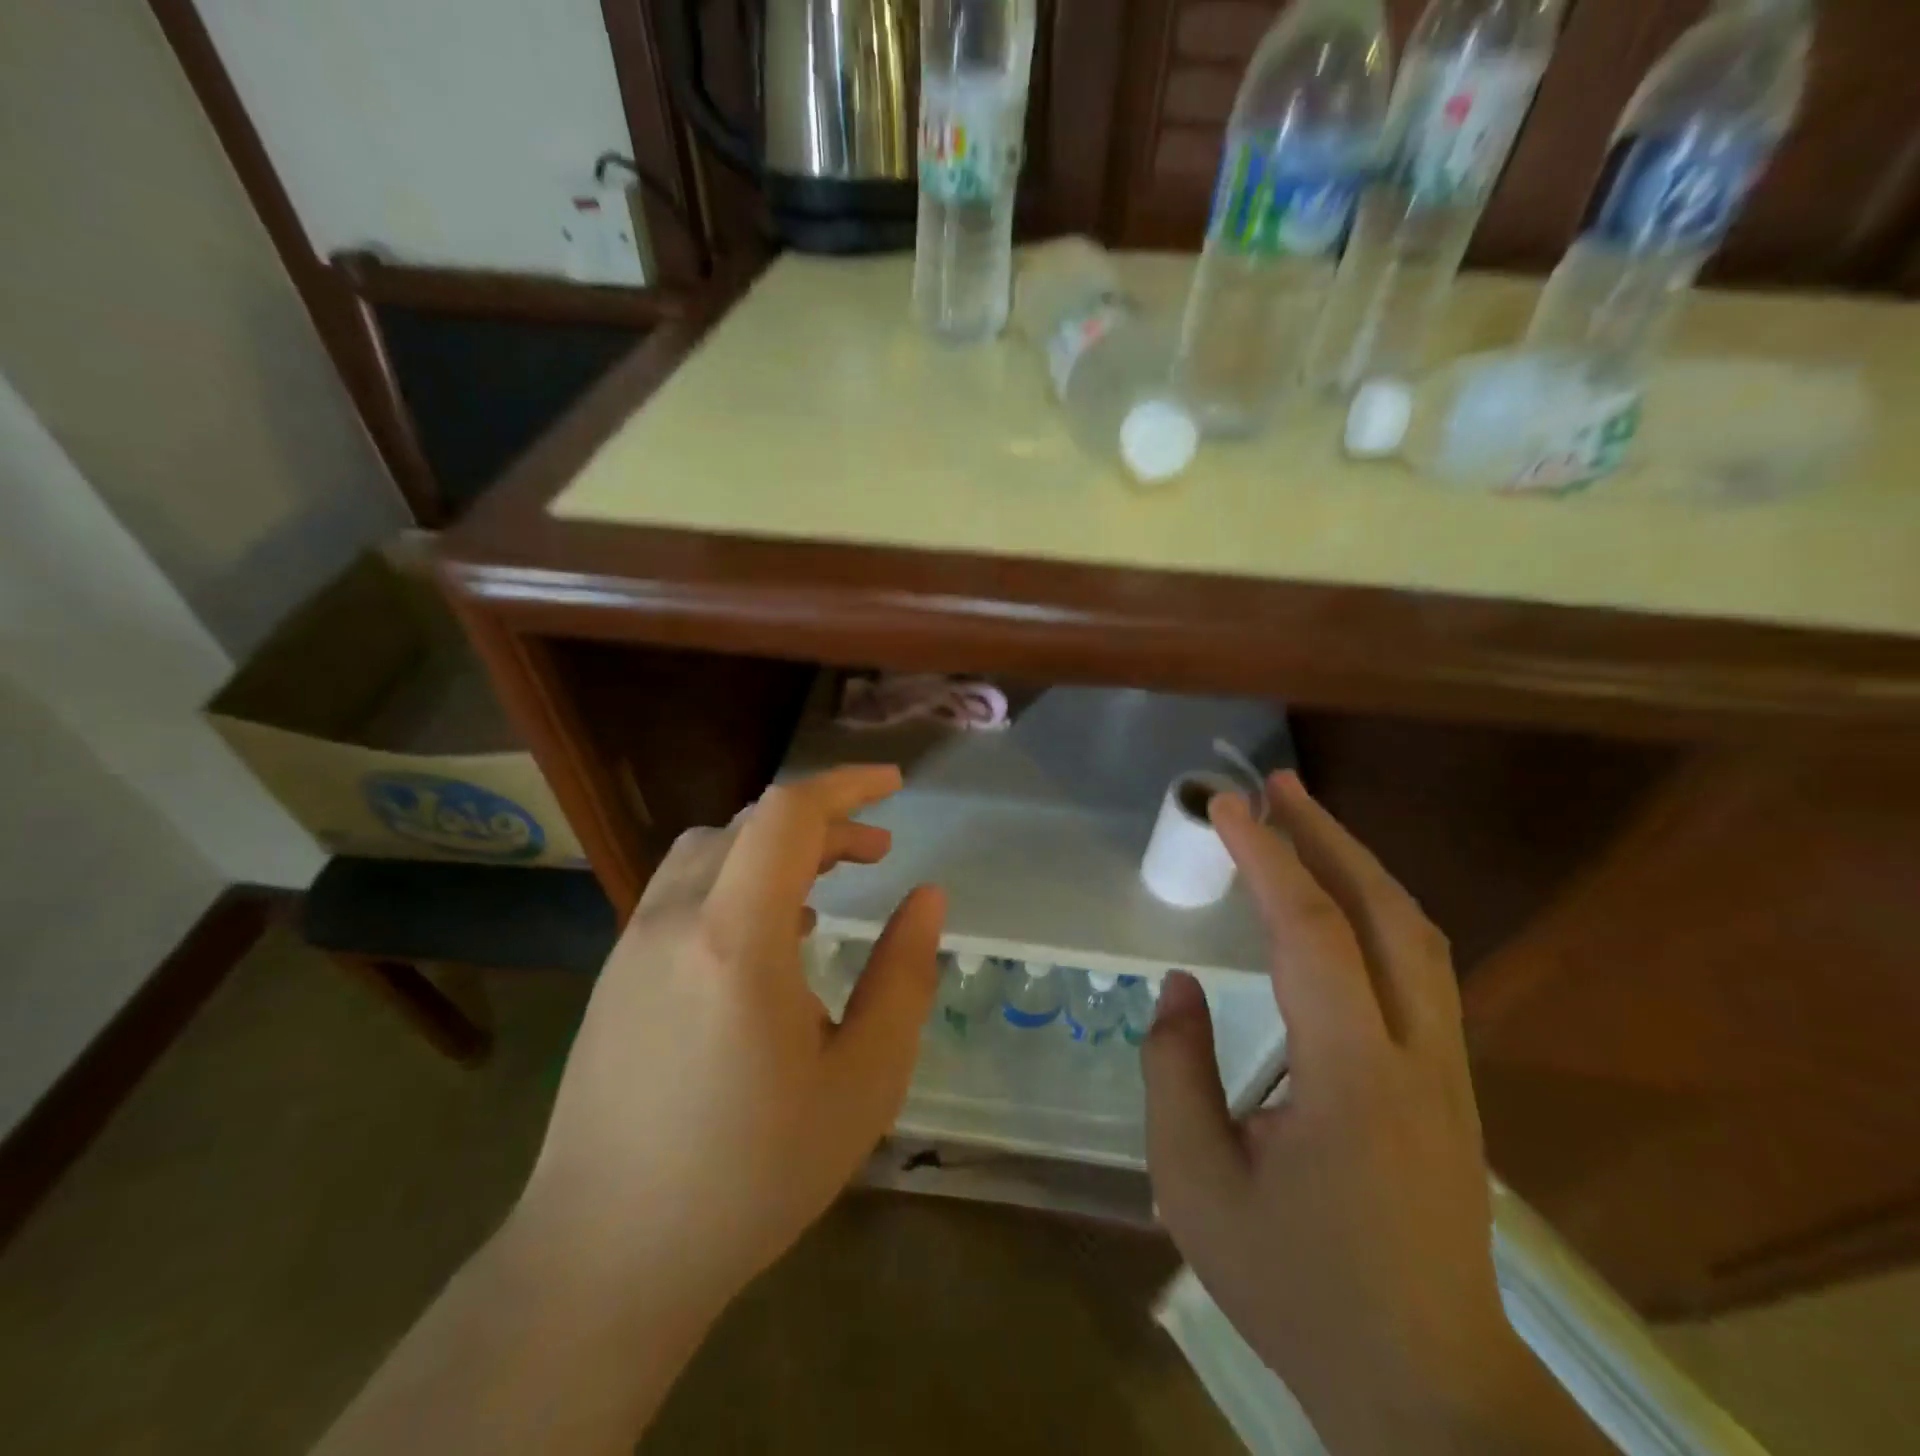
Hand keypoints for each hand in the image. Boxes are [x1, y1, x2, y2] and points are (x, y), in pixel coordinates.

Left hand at [516, 766, 945, 1317]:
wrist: (605, 1258)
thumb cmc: (751, 1174)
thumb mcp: (862, 1081)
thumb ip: (903, 977)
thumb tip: (927, 898)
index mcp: (736, 938)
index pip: (788, 814)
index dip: (846, 786)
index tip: (894, 788)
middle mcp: (674, 919)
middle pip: (753, 823)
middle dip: (824, 822)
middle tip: (877, 854)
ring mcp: (633, 943)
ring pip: (711, 849)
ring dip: (775, 847)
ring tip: (822, 889)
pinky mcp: (615, 972)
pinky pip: (682, 888)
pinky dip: (737, 877)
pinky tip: (765, 938)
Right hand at [1143, 773, 1582, 1454]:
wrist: (1428, 1391)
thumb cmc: (1298, 1289)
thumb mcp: (1196, 1186)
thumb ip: (1175, 1072)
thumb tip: (1181, 987)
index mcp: (1353, 1077)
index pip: (1311, 933)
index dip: (1266, 858)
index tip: (1224, 806)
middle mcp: (1418, 1056)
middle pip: (1386, 912)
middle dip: (1328, 836)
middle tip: (1275, 786)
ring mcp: (1448, 1069)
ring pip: (1415, 935)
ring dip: (1358, 866)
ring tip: (1304, 824)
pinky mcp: (1450, 1084)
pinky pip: (1417, 967)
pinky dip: (1375, 909)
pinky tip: (1339, 905)